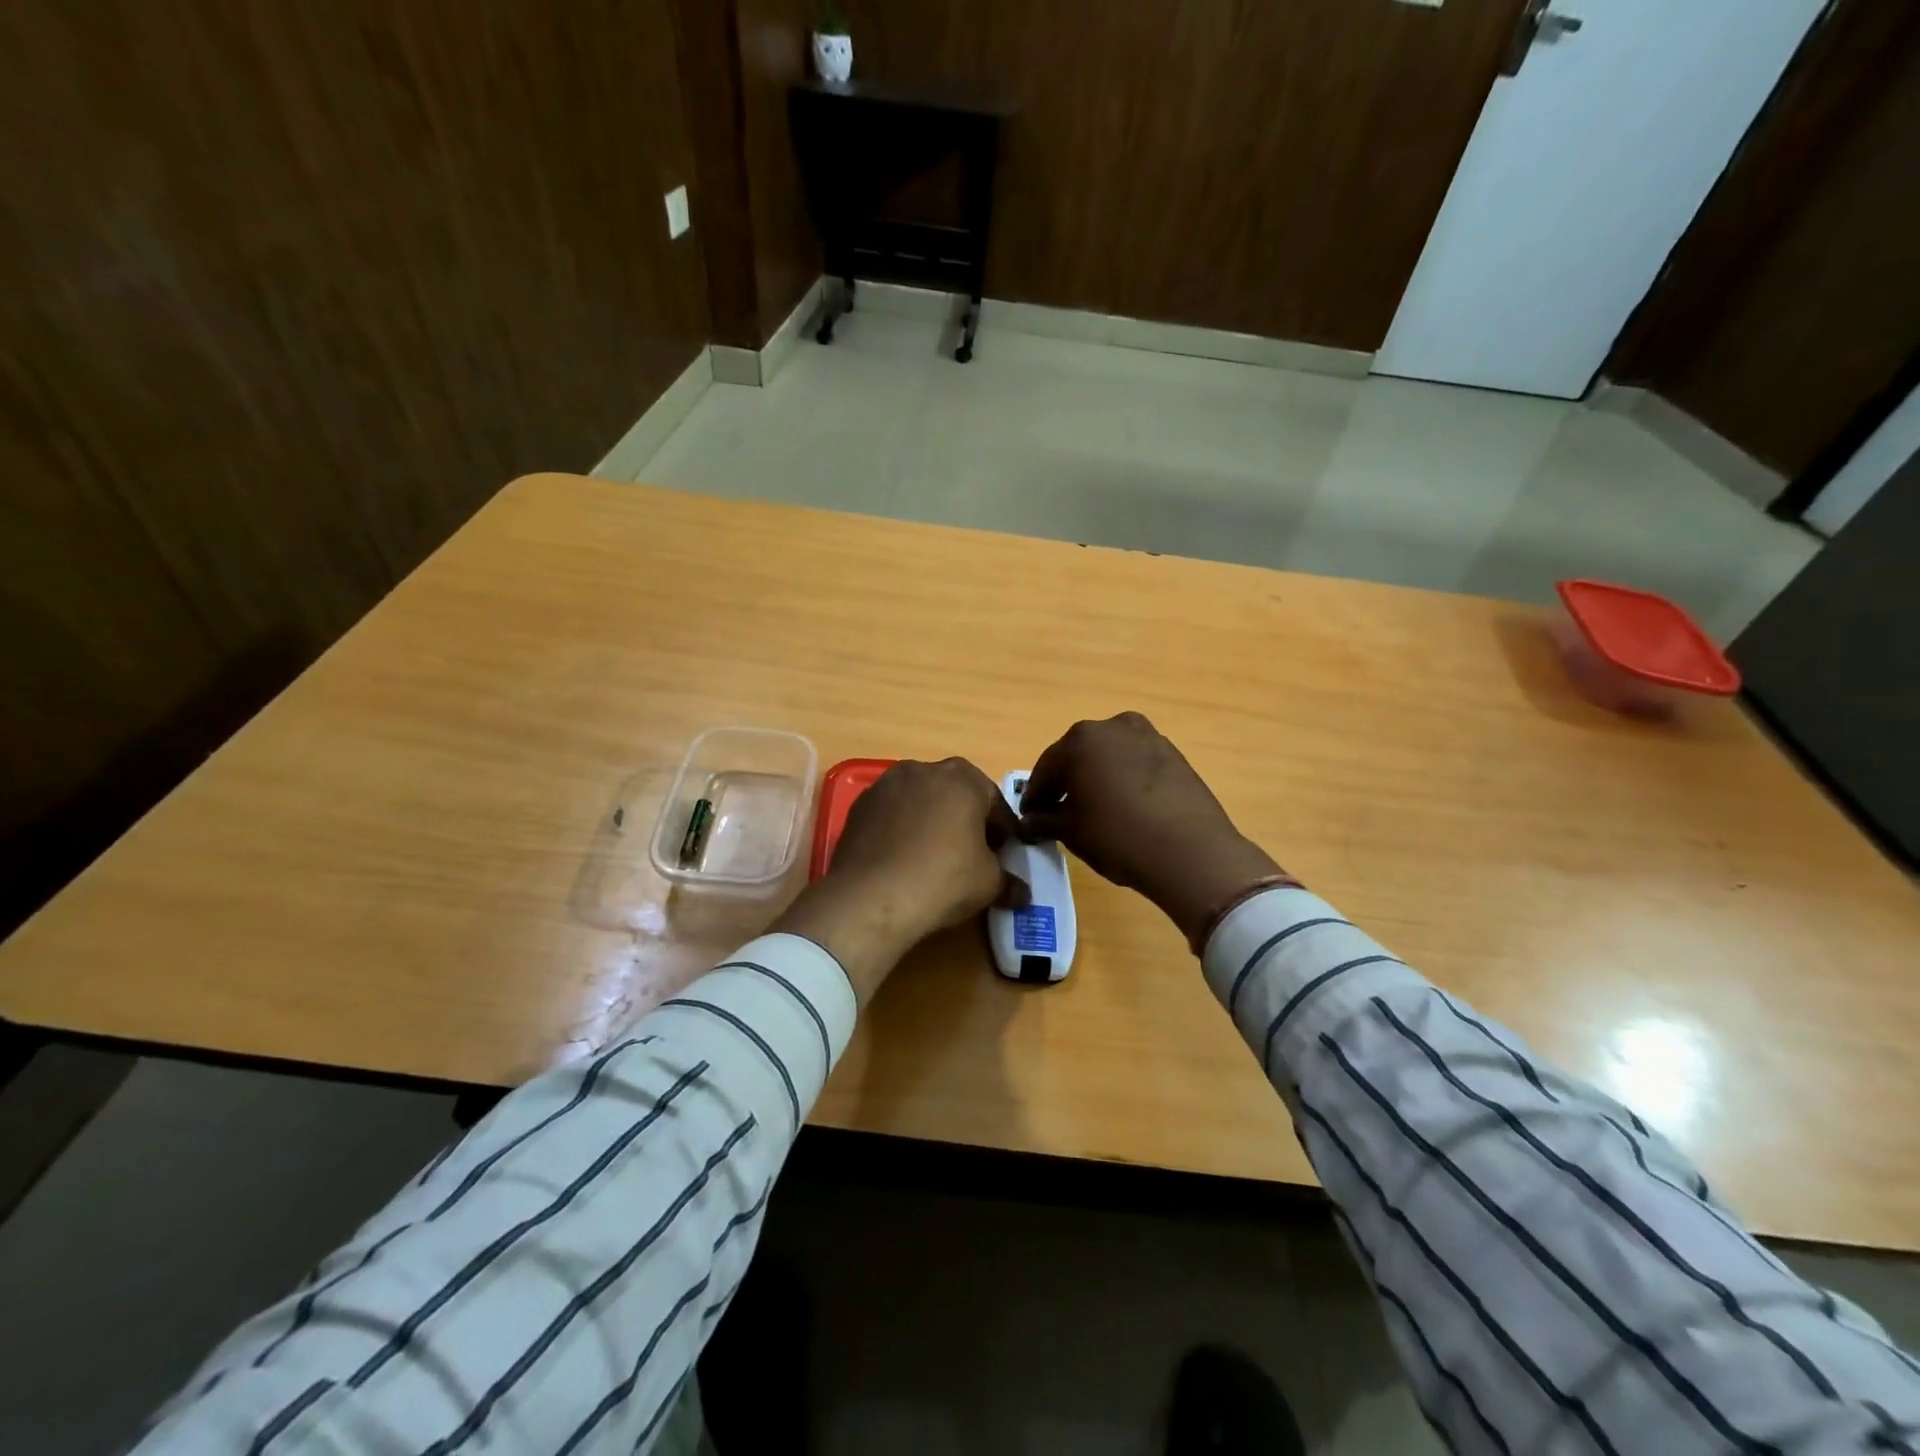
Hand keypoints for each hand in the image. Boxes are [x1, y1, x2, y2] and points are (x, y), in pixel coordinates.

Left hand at [773, 758, 1025, 1002]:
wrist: (872, 896)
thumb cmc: (943, 879)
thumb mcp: (989, 884)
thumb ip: (1009, 882)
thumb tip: (1022, 893)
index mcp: (963, 778)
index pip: (994, 802)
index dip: (1003, 830)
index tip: (1003, 854)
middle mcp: (924, 769)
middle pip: (955, 794)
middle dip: (965, 820)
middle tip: (970, 854)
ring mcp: (886, 784)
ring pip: (920, 800)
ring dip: (930, 821)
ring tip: (932, 857)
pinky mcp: (860, 805)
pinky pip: (891, 813)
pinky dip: (900, 829)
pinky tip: (902, 859)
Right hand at [1019, 712, 1283, 944]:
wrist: (1190, 851)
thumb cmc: (1118, 837)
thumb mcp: (1071, 832)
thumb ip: (1044, 820)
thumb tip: (1030, 821)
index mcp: (1079, 740)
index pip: (1046, 769)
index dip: (1034, 796)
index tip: (1029, 819)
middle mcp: (1112, 727)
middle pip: (1077, 755)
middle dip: (1065, 782)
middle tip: (1058, 813)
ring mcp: (1147, 736)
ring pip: (1109, 756)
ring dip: (1096, 777)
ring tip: (1094, 810)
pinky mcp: (1173, 754)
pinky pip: (1135, 763)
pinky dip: (1123, 779)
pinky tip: (1125, 807)